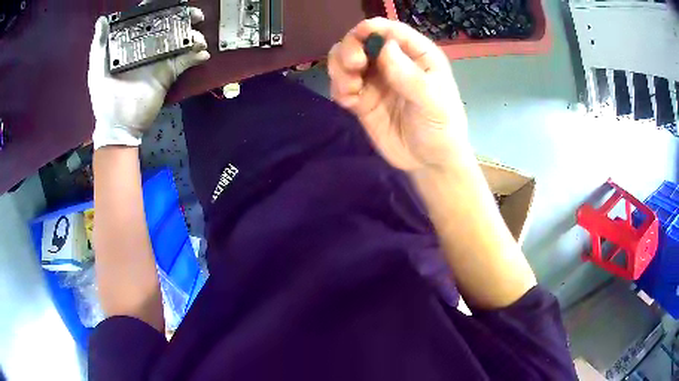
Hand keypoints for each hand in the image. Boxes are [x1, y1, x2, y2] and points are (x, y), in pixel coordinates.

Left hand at [88, 7, 209, 149]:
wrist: (116, 126)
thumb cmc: (104, 96)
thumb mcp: (97, 68)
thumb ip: (100, 43)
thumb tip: (103, 19)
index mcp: (132, 42)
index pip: (149, 18)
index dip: (161, 7)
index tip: (174, 3)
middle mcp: (148, 46)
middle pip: (170, 25)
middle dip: (185, 17)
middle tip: (196, 16)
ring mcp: (160, 59)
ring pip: (181, 40)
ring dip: (194, 36)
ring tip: (198, 39)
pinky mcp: (169, 73)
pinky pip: (186, 61)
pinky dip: (197, 55)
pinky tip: (202, 53)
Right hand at [329, 18, 468, 172]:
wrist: (429, 163)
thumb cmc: (442, 129)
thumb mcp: (434, 103)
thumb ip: (410, 77)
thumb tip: (385, 47)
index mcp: (417, 55)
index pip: (392, 31)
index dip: (373, 28)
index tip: (360, 35)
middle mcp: (393, 62)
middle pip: (361, 41)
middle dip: (351, 48)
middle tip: (354, 65)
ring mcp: (375, 80)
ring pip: (345, 60)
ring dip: (340, 68)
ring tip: (350, 88)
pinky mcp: (362, 99)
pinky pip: (341, 85)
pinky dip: (339, 89)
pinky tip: (349, 102)